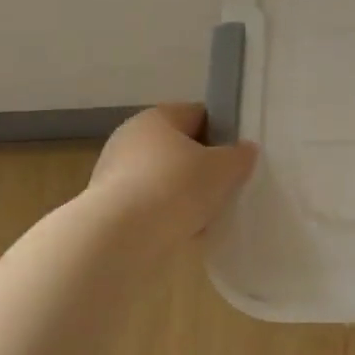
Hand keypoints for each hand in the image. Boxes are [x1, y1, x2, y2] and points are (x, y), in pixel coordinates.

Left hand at [85, 104, 258, 244]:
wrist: (120, 240)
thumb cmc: (176, 187)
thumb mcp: (224, 169)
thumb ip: (240, 156)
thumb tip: (245, 150)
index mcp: (156, 118)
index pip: (198, 114)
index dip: (223, 132)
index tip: (239, 155)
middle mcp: (130, 140)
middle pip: (180, 150)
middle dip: (204, 169)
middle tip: (228, 187)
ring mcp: (115, 176)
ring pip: (166, 182)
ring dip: (186, 197)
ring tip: (210, 217)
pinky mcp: (109, 210)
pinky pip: (150, 208)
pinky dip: (168, 218)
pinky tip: (186, 234)